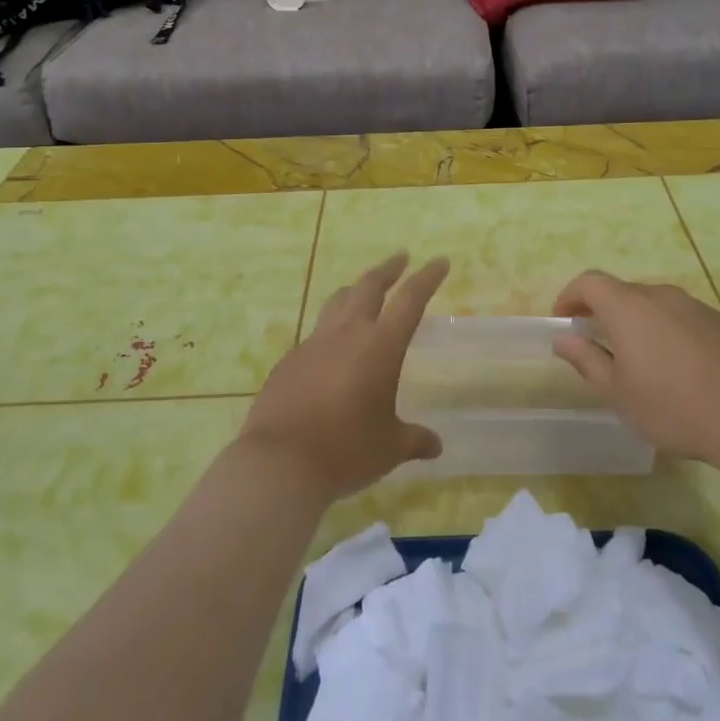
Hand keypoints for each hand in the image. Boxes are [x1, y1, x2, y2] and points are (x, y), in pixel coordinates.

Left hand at [238, 253, 448, 499]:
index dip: (427, 278)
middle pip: (369, 287)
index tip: (439, 261)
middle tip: (401, 258)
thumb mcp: (389, 448)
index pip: (410, 300)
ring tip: (362, 289)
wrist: (280, 462)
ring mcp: (313, 344)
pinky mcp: (289, 361)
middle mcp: (347, 334)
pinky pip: (315, 335)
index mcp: (380, 346)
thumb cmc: (347, 450)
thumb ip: (414, 440)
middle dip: (388, 269)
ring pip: (337, 303)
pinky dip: (330, 331)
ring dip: (354, 291)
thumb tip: (435, 445)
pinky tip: (331, 351)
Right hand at [552, 270, 719, 467]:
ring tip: (637, 359)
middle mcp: (661, 296)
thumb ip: (587, 359)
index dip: (570, 296)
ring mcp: (694, 305)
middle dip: (601, 312)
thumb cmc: (673, 408)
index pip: (589, 282)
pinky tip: (675, 366)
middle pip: (621, 291)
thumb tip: (563, 339)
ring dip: (634, 322)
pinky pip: (679, 316)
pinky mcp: (719, 320)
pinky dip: (664, 329)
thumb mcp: (618, 392)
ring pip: (652, 303)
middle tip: (596, 346)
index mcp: (630, 308)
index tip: (564, 322)